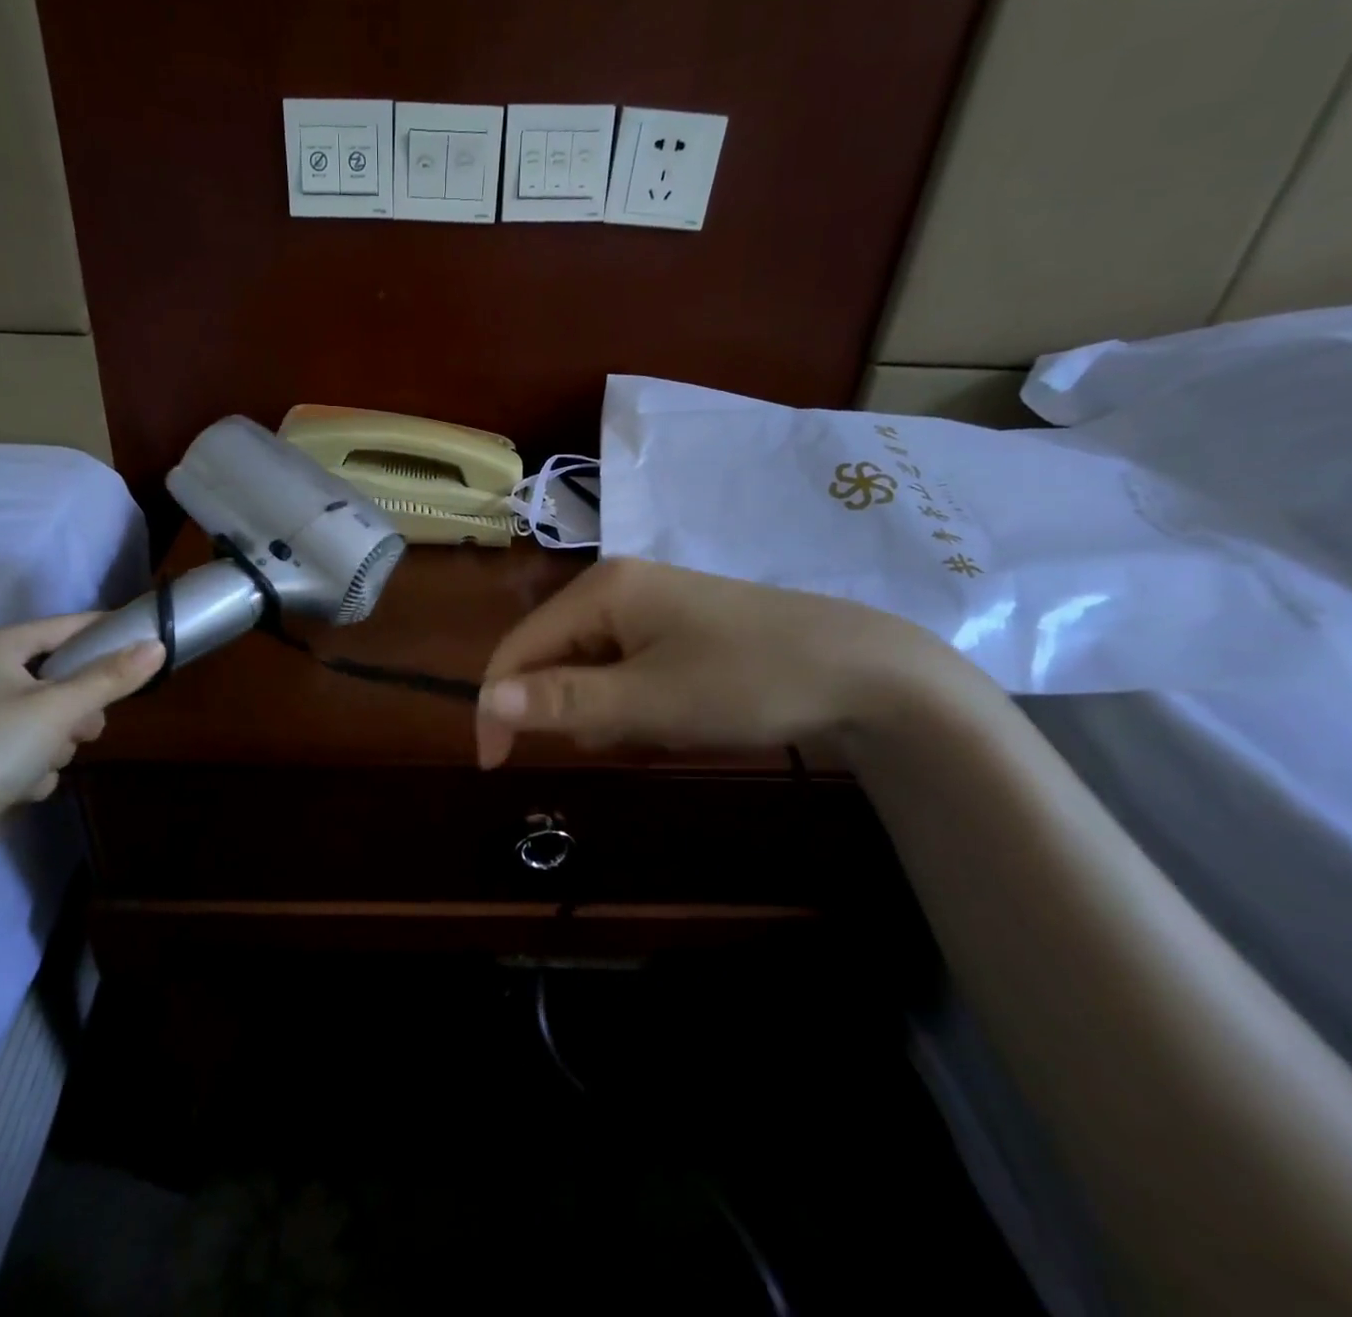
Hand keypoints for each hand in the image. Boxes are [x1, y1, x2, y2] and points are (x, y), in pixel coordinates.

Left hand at [0, 613, 164, 861]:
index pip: (66, 627)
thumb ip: (111, 677)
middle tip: (85, 727)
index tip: (147, 648)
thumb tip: (158, 645)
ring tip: (44, 761)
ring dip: (57, 742)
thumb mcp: (59, 708)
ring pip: (49, 716)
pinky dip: (34, 766)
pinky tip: (20, 785)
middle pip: (60, 676)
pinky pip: (28, 747)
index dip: (107, 636)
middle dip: (78, 708)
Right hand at [475, 557, 945, 768]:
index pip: (518, 646)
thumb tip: (487, 702)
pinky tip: (675, 713)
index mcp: (600, 589)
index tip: (497, 766)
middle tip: (618, 738)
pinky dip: (633, 698)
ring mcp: (650, 602)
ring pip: (590, 665)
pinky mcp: (677, 624)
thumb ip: (563, 700)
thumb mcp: (647, 701)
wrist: (863, 671)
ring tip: (656, 726)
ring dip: (604, 707)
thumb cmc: (745, 681)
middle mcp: (616, 585)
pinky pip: (626, 665)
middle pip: (553, 653)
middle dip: (569, 706)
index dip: (498, 705)